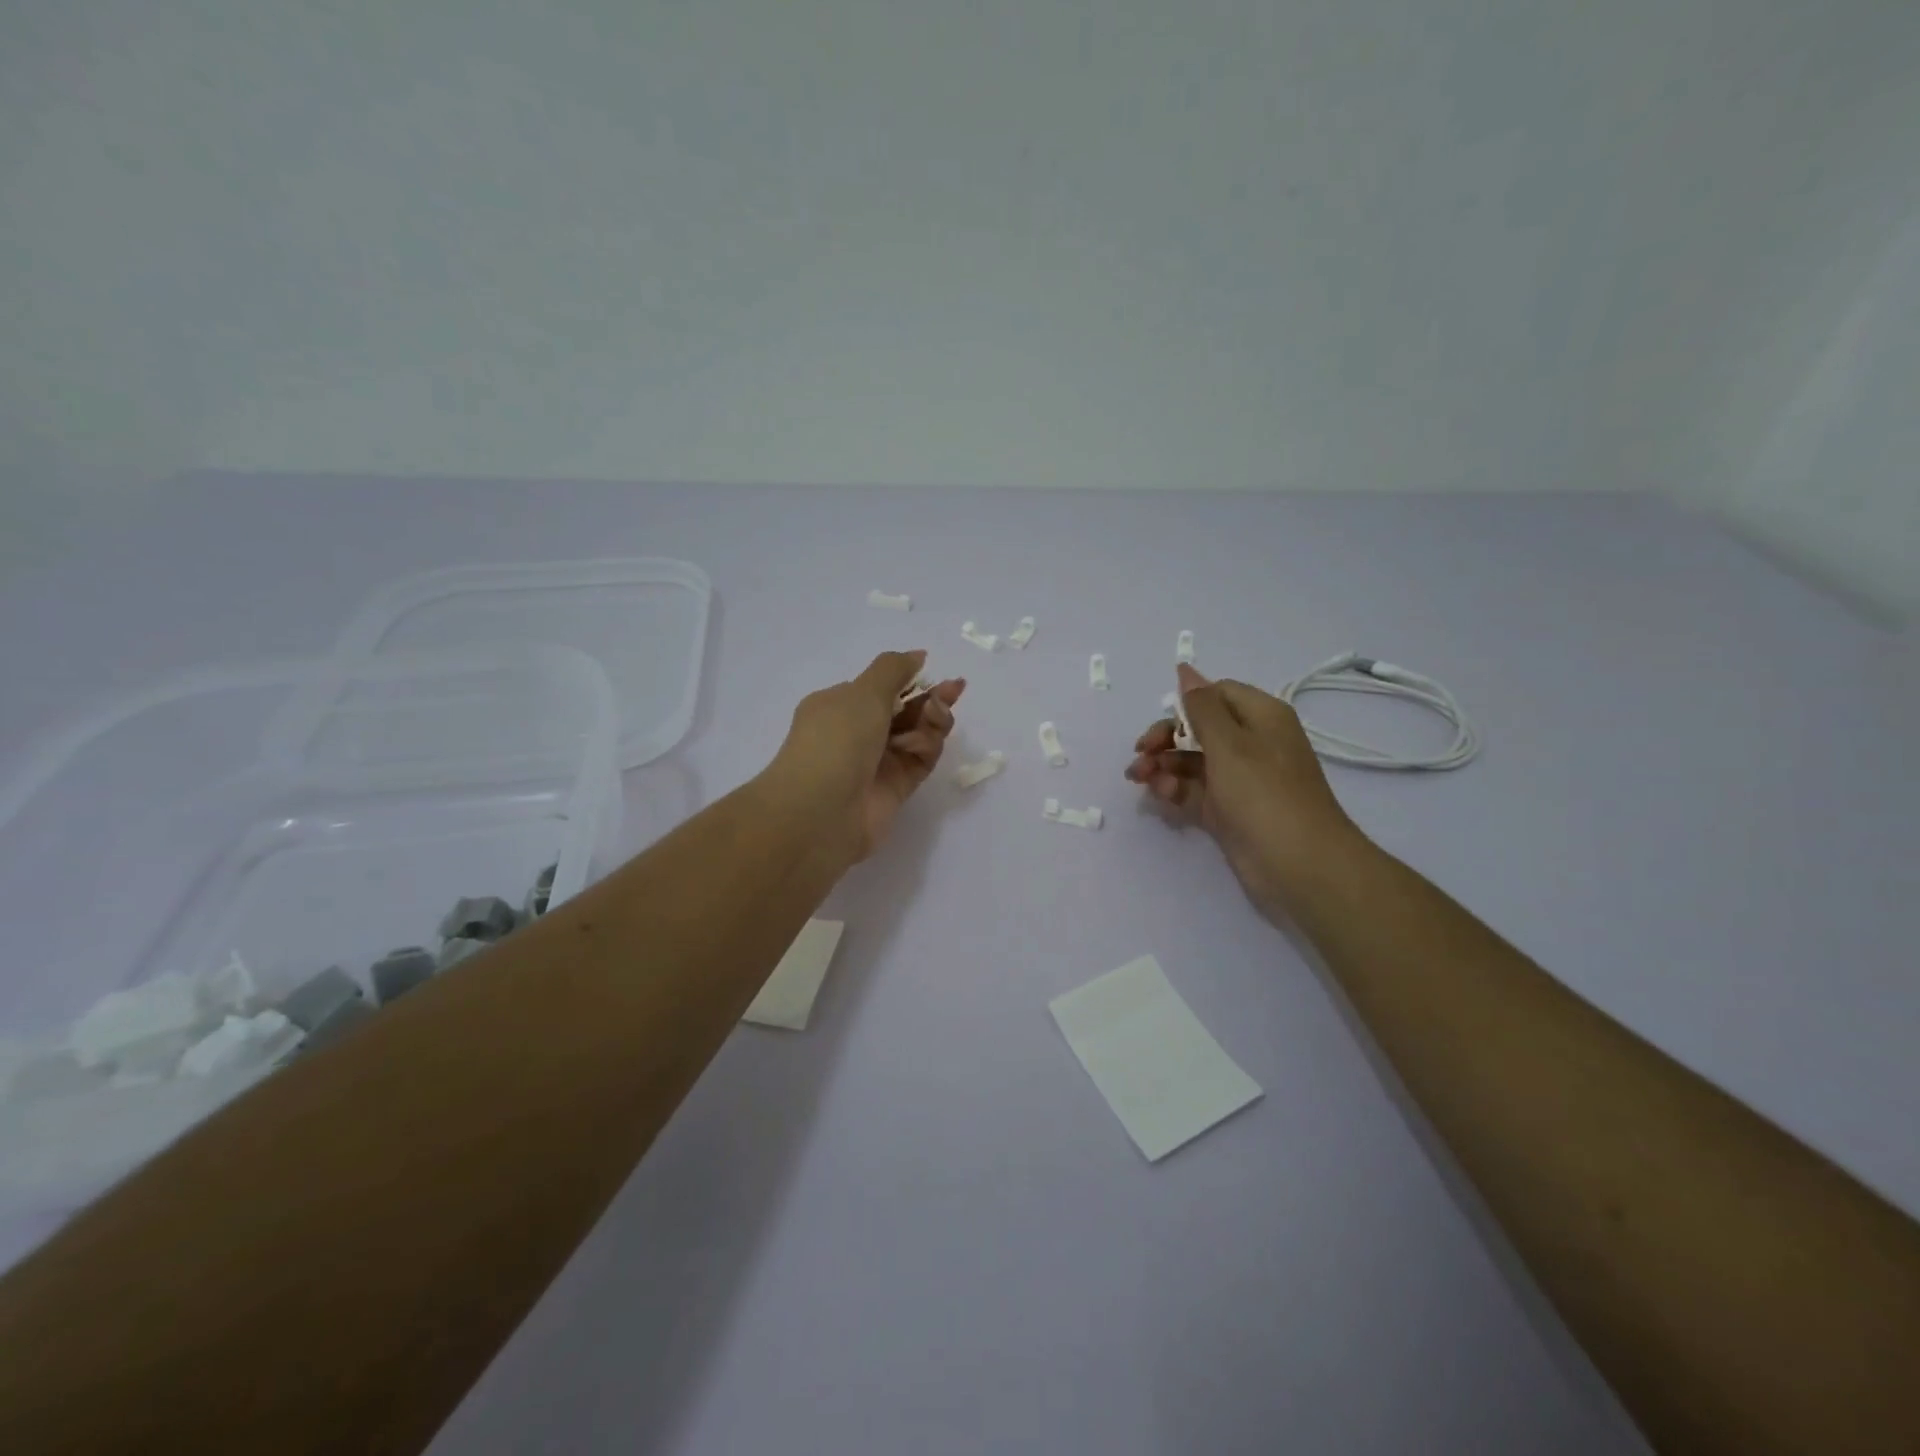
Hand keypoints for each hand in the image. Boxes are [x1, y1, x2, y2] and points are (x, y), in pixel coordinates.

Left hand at [763, 650, 965, 862]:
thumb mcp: (863, 692)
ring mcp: (877, 762)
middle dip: (930, 697)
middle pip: (904, 710)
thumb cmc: (836, 740)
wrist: (821, 812)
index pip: (880, 688)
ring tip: (937, 714)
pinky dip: (927, 747)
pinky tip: (924, 742)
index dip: (909, 678)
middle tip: (954, 689)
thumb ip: (894, 669)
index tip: (932, 670)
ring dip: (932, 719)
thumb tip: (917, 656)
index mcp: (838, 706)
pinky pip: (921, 760)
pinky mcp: (896, 788)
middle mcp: (857, 733)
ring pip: (917, 734)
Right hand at [1126, 663, 1357, 909]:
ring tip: (1139, 779)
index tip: (1161, 724)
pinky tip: (1159, 795)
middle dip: (1165, 738)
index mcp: (1260, 717)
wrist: (1299, 864)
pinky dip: (1175, 789)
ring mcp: (1239, 779)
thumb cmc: (1264, 793)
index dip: (1185, 705)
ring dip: (1163, 765)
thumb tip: (1185, 669)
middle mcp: (1251, 743)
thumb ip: (1201, 707)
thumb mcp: (1229, 743)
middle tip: (1139, 754)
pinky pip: (1194, 790)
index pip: (1216, 695)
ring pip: (1191, 761)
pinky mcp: (1229, 810)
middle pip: (1198, 728)